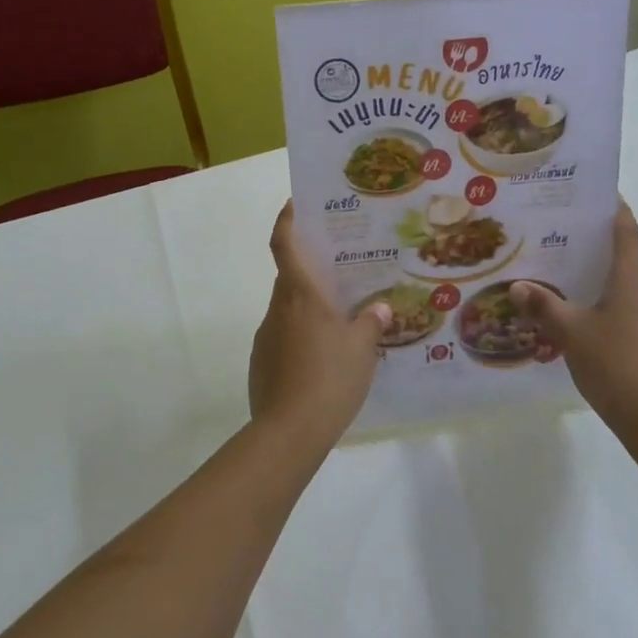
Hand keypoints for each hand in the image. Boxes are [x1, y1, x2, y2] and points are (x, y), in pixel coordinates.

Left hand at [248, 202, 390, 445]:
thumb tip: (377, 309)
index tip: (294, 205)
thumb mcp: (362, 348)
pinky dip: (300, 341)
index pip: (284, 244)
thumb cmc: (329, 377)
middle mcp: (277, 309)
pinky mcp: (260, 364)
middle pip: (290, 279)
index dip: (286, 220)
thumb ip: (370, 323)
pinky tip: (323, 363)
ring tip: (340, 327)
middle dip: (312, 273)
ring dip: (309, 312)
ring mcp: (264, 337)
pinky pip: (283, 340)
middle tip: (341, 276)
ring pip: (288, 312)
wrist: (288, 432)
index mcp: (300, 295)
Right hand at [510, 202, 637, 433]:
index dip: (620, 214)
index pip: (629, 236)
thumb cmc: (611, 364)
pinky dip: (629, 327)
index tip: (611, 198)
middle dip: (608, 264)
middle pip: (631, 269)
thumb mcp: (569, 334)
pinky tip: (610, 347)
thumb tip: (518, 287)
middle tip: (578, 263)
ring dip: (618, 299)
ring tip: (588, 310)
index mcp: (631, 283)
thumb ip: (544, 307)